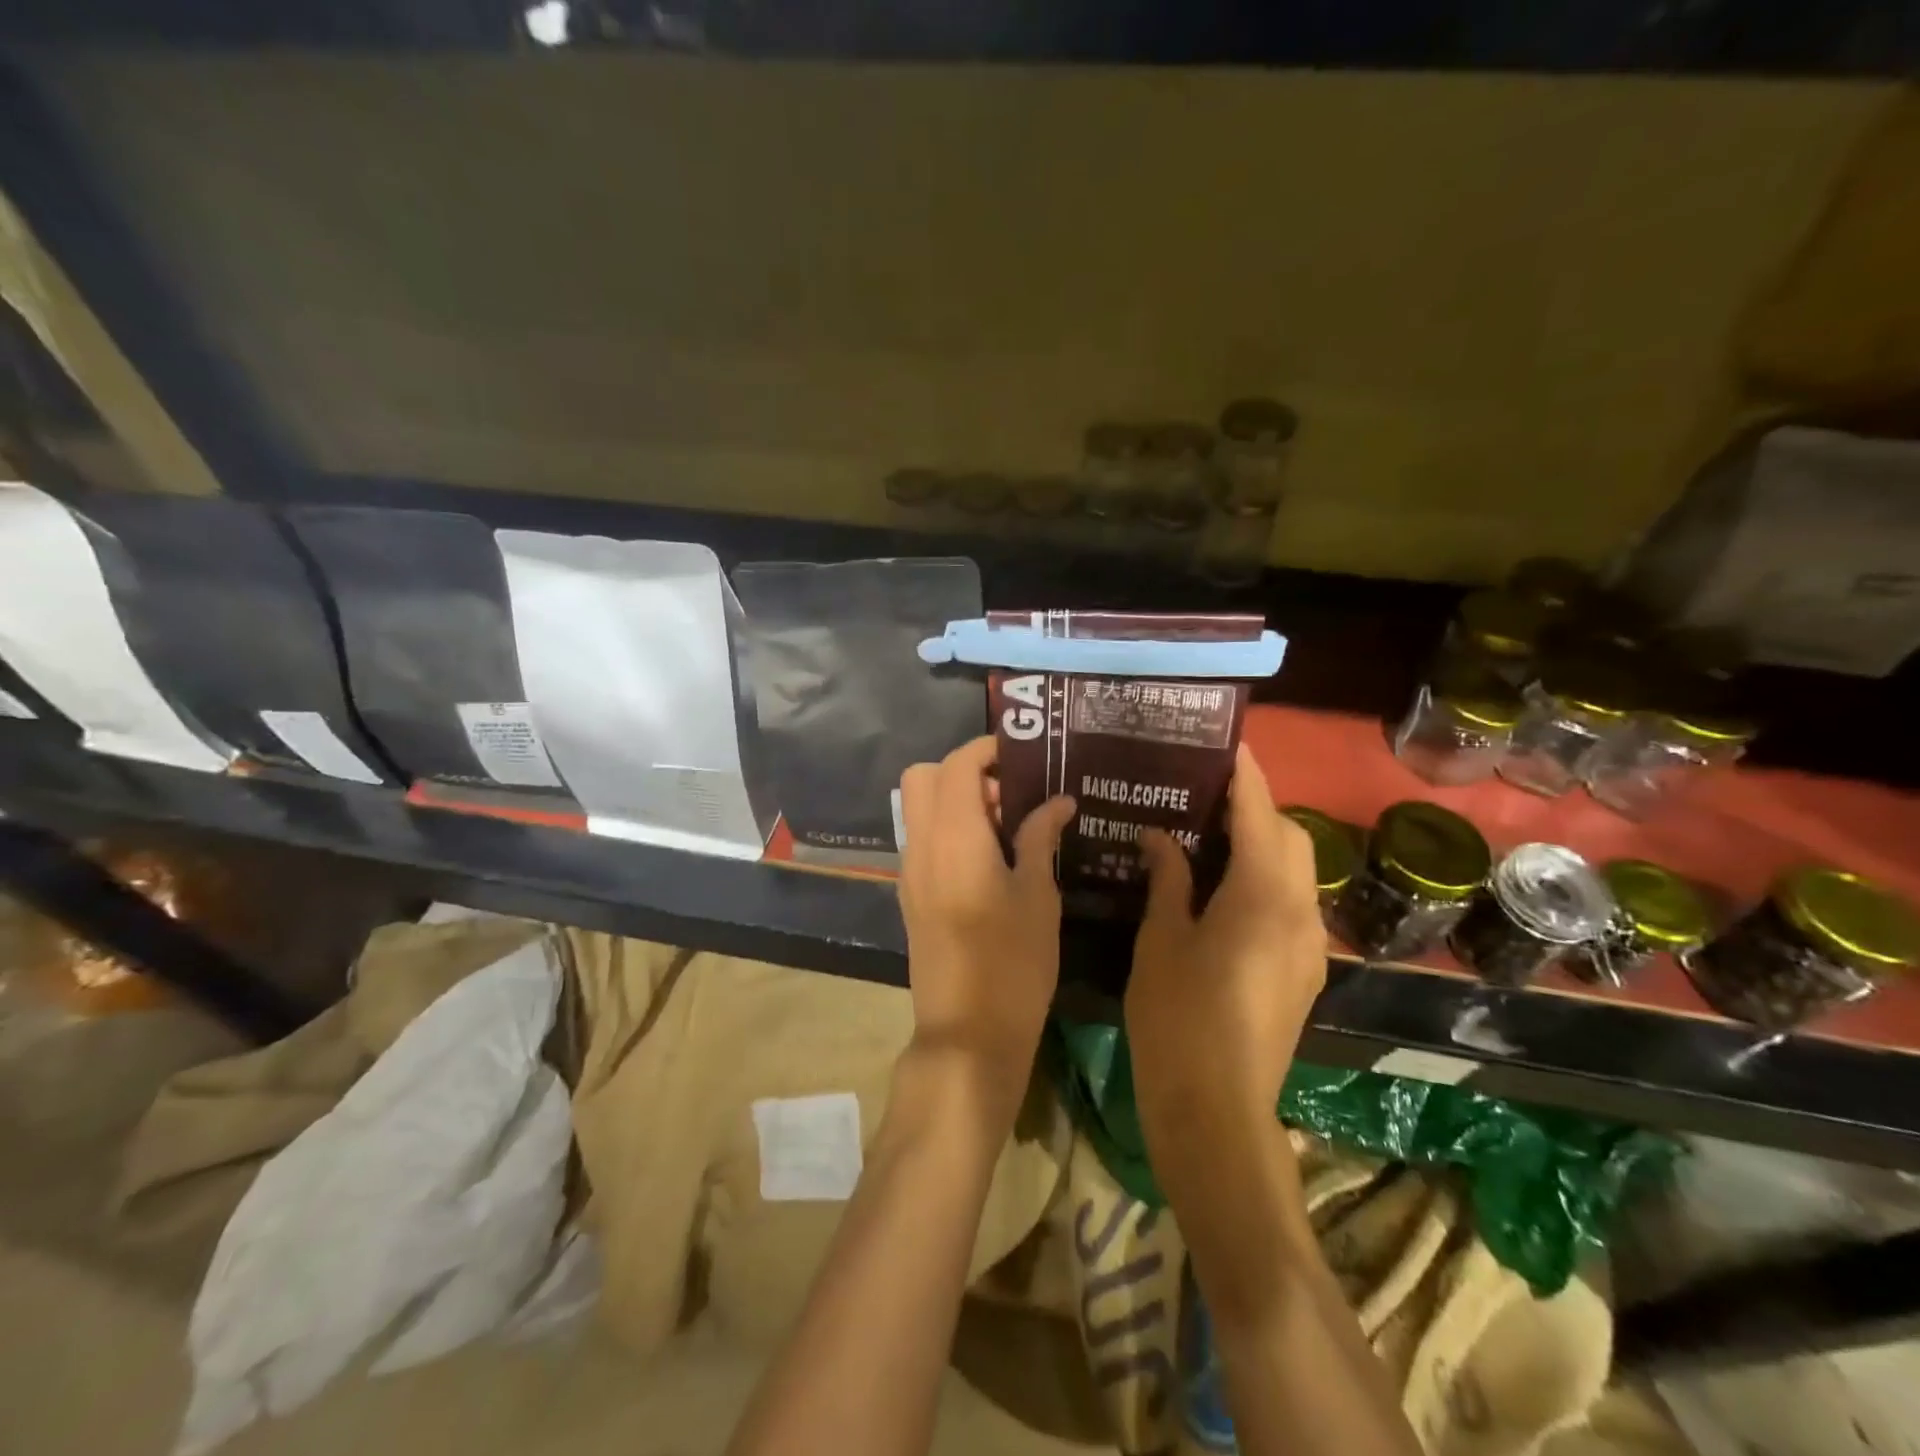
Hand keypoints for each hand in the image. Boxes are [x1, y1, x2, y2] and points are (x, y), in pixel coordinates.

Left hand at [896, 737, 1076, 1082]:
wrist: (966, 1033)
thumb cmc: (1013, 963)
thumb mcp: (1038, 896)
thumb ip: (1039, 838)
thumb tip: (1056, 802)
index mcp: (955, 838)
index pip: (956, 765)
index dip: (986, 750)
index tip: (1021, 756)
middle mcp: (922, 846)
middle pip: (923, 777)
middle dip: (963, 771)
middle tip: (1009, 795)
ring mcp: (910, 872)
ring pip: (919, 809)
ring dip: (955, 801)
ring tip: (1006, 828)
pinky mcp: (910, 896)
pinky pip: (922, 840)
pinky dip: (947, 830)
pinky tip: (988, 859)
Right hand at [1126, 744, 1325, 1135]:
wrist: (1215, 1110)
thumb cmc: (1177, 1017)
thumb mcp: (1161, 939)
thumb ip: (1168, 878)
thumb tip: (1161, 836)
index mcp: (1261, 896)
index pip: (1259, 813)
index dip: (1245, 774)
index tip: (1227, 744)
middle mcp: (1299, 911)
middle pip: (1287, 836)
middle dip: (1255, 806)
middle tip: (1202, 796)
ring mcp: (1308, 945)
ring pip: (1294, 870)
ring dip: (1261, 844)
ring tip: (1208, 836)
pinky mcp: (1302, 971)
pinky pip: (1289, 903)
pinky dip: (1263, 880)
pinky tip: (1221, 891)